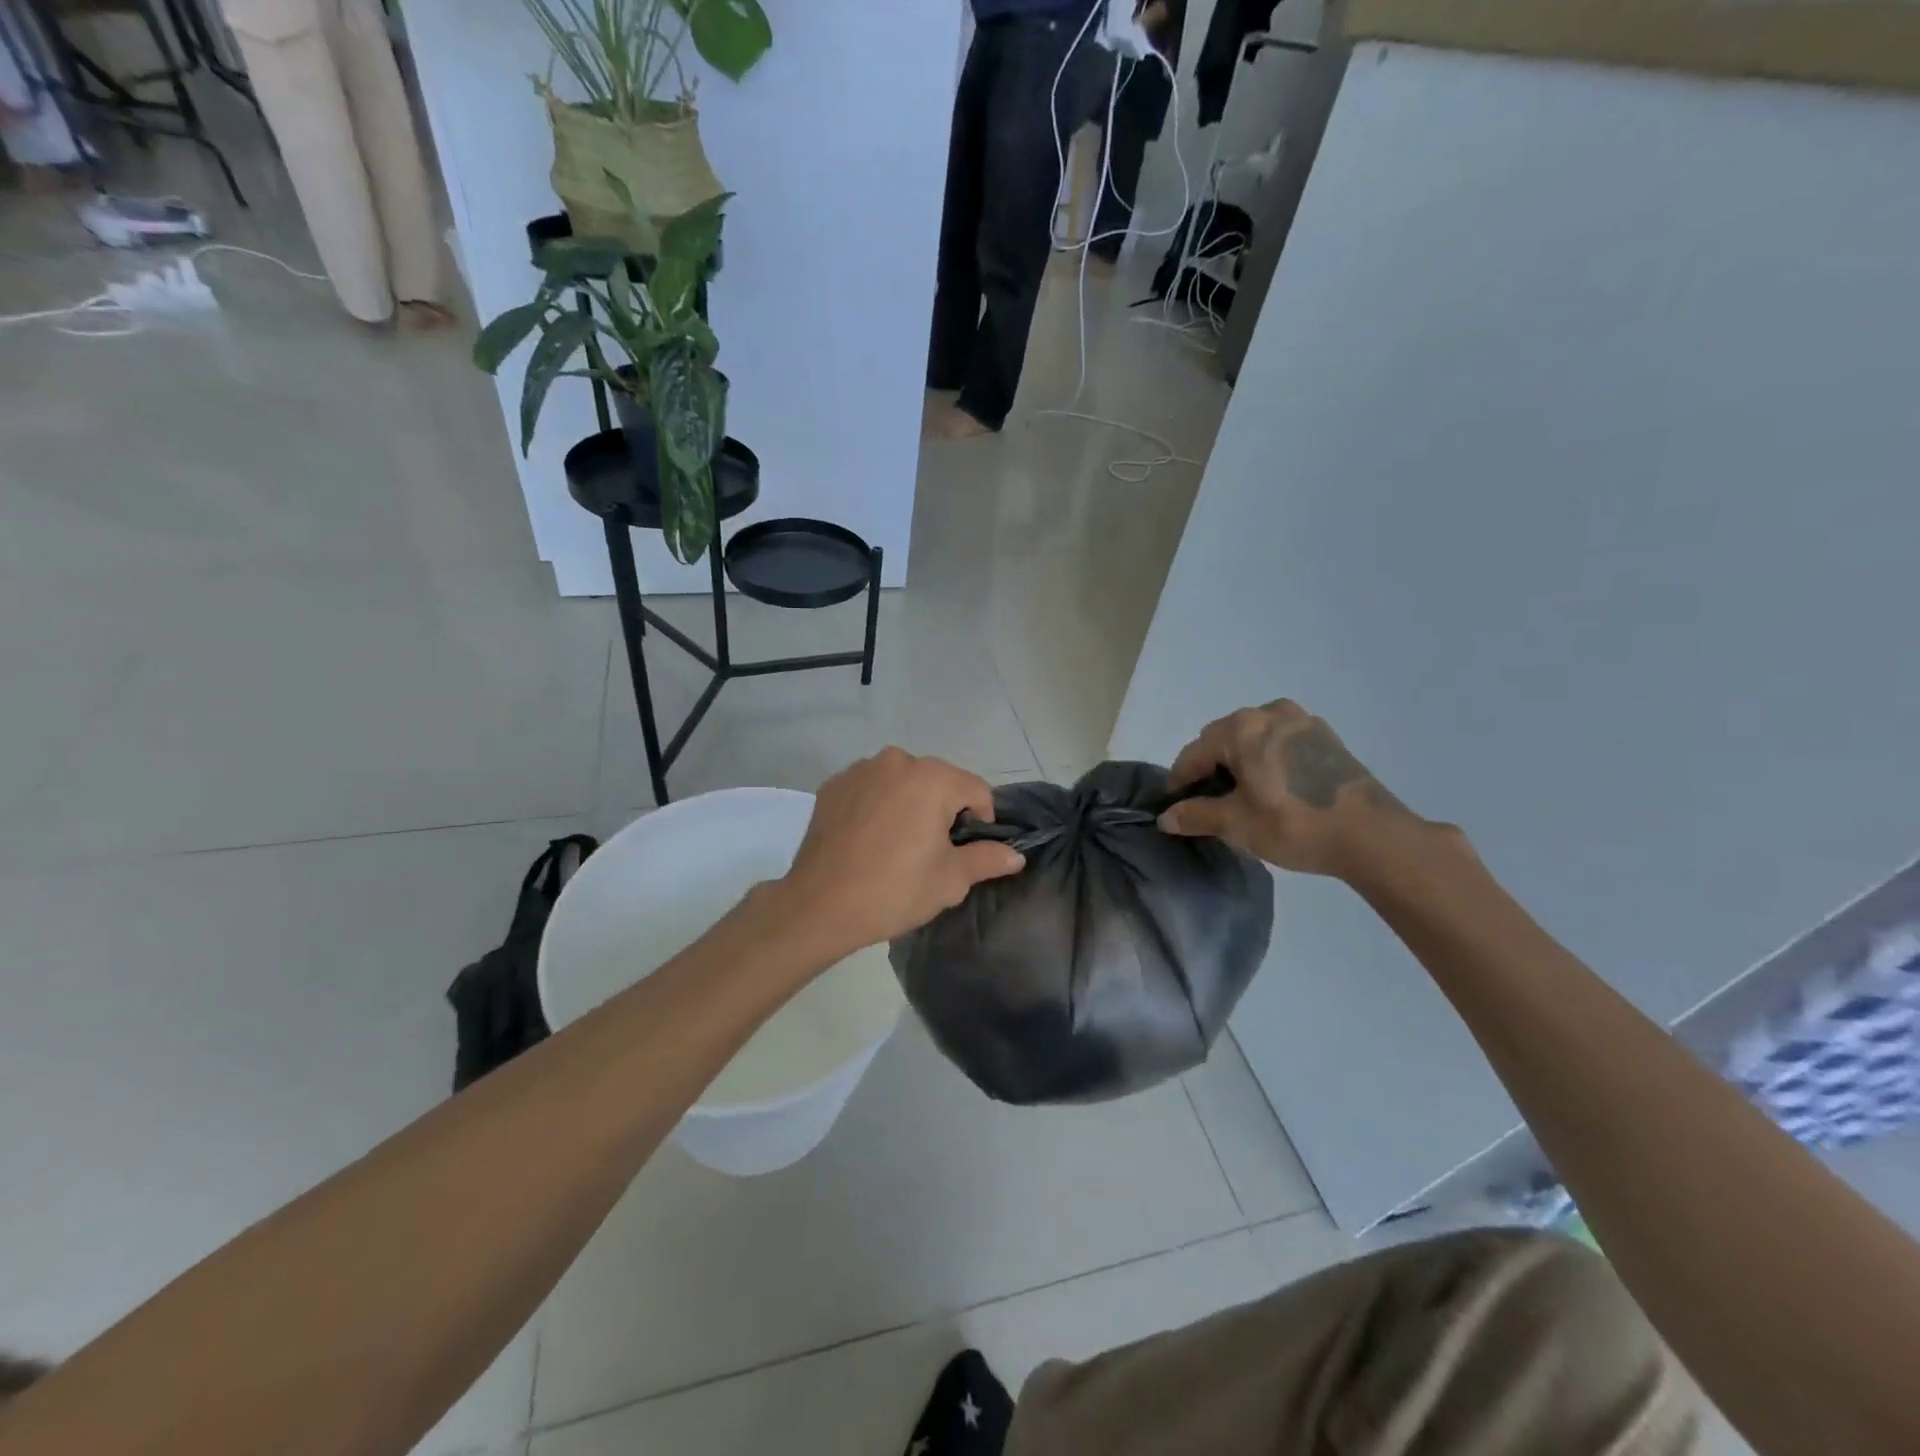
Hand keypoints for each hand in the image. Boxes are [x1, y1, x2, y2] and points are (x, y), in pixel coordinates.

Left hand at [777, 748, 1025, 956]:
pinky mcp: (833, 785)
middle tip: (932, 850)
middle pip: (938, 781)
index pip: (976, 790)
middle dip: (943, 809)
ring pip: (902, 782)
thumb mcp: (950, 879)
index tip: (967, 851)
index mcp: (933, 778)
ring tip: (898, 844)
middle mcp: (897, 761)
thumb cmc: (895, 890)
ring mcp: (861, 769)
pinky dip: (878, 805)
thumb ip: (987, 859)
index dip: (981, 821)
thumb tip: (1016, 855)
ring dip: (909, 803)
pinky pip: (871, 788)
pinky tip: (869, 838)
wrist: (819, 905)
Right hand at [1159, 700, 1420, 877]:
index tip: (1175, 805)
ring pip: (1253, 737)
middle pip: (1223, 738)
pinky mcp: (1326, 737)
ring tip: (1242, 794)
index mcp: (1242, 728)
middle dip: (1210, 767)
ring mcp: (1302, 721)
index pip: (1194, 752)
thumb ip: (1196, 815)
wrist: (1373, 836)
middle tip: (1208, 801)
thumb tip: (1166, 817)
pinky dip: (1267, 759)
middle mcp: (1269, 712)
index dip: (1179, 780)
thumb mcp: (1237, 824)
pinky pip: (1280, 742)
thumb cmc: (1294, 825)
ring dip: (1239, 761)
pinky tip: (1274, 788)